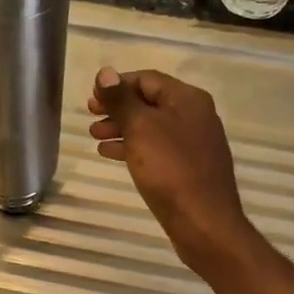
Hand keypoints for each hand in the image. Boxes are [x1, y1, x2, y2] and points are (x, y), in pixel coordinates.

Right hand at [88, 67, 254, 275]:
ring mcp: (193, 143)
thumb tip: (105, 72)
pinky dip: (133, 147)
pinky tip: (110, 154)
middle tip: (90, 116)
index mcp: (187, 99)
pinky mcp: (188, 168)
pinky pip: (156, 148)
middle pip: (149, 102)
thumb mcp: (141, 129)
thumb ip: (122, 100)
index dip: (117, 85)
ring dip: (122, 128)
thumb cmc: (171, 170)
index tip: (92, 98)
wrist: (204, 222)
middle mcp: (194, 115)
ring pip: (151, 127)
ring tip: (94, 137)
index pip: (147, 79)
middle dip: (118, 107)